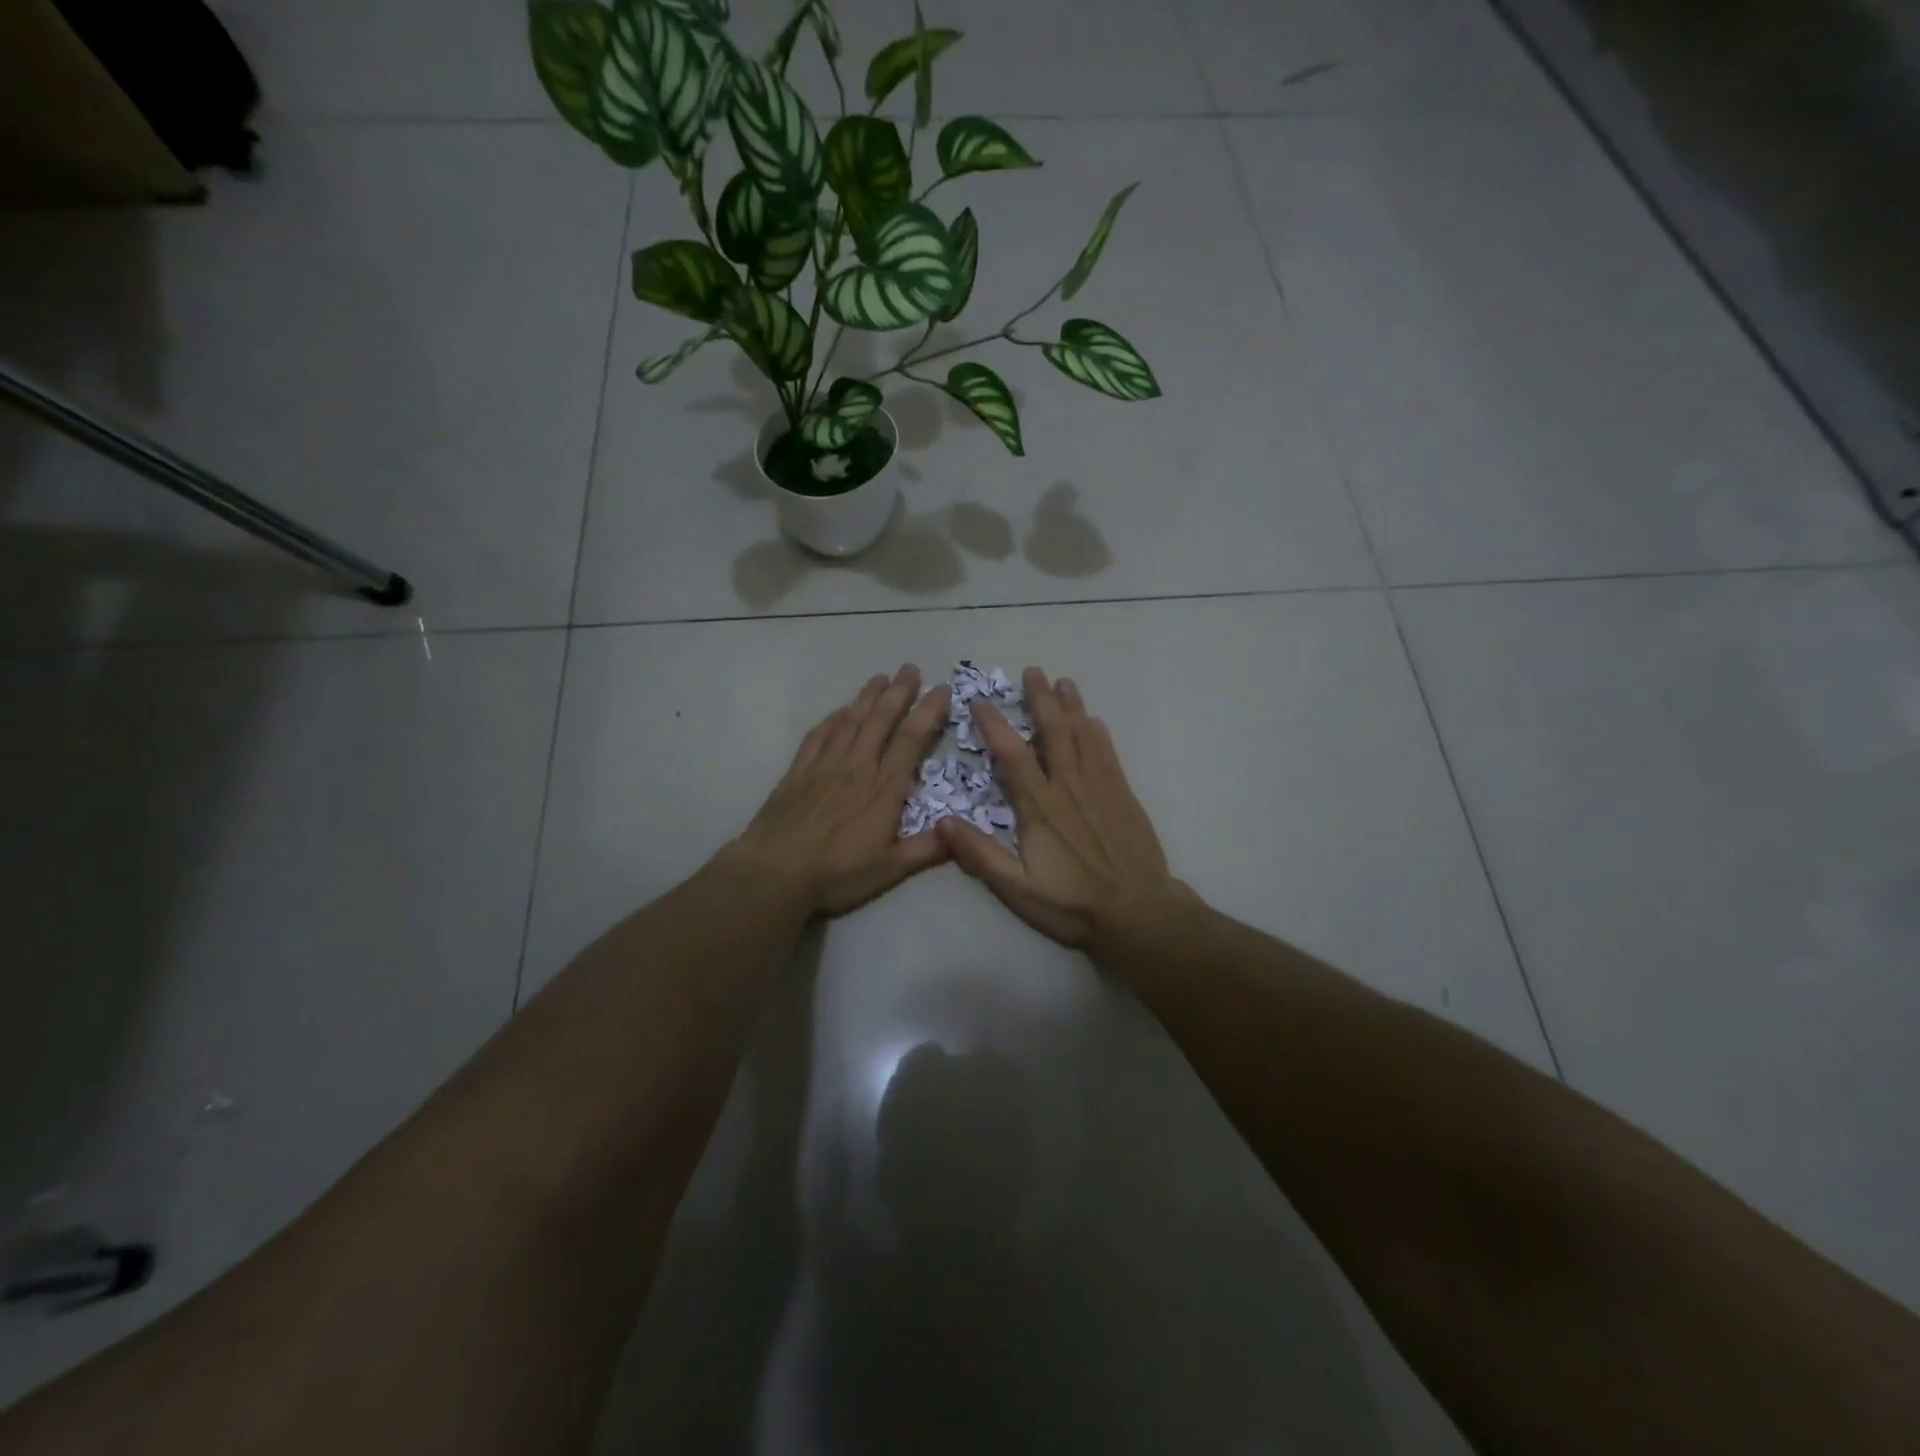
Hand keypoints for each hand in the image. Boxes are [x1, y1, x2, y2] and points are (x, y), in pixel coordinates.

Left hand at [727, 666, 952, 915]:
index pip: (912, 739)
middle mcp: (858, 767)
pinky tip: (839, 711)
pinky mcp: (798, 772)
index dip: (929, 711)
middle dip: (899, 692)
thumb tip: (962, 834)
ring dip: (867, 697)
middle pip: (881, 720)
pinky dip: (832, 719)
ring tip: (880, 677)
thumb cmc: (837, 873)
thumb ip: (927, 850)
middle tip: (910, 668)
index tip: (942, 689)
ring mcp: (825, 766)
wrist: (776, 872)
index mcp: (885, 788)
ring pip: (850, 721)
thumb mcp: (891, 869)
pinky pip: (819, 736)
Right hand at [939, 668, 1185, 946]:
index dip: (995, 726)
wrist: (1138, 912)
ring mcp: (1099, 788)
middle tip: (1032, 672)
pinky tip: (1094, 720)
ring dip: (1071, 707)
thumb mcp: (1017, 888)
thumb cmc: (1072, 904)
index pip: (1012, 756)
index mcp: (1039, 807)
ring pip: (1082, 737)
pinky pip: (1108, 756)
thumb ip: (980, 854)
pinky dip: (1099, 735)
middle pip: (1052, 733)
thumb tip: (943, 821)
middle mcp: (1068, 787)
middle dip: (1040, 700)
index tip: (981, 702)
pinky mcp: (1123, 796)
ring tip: (1062, 682)